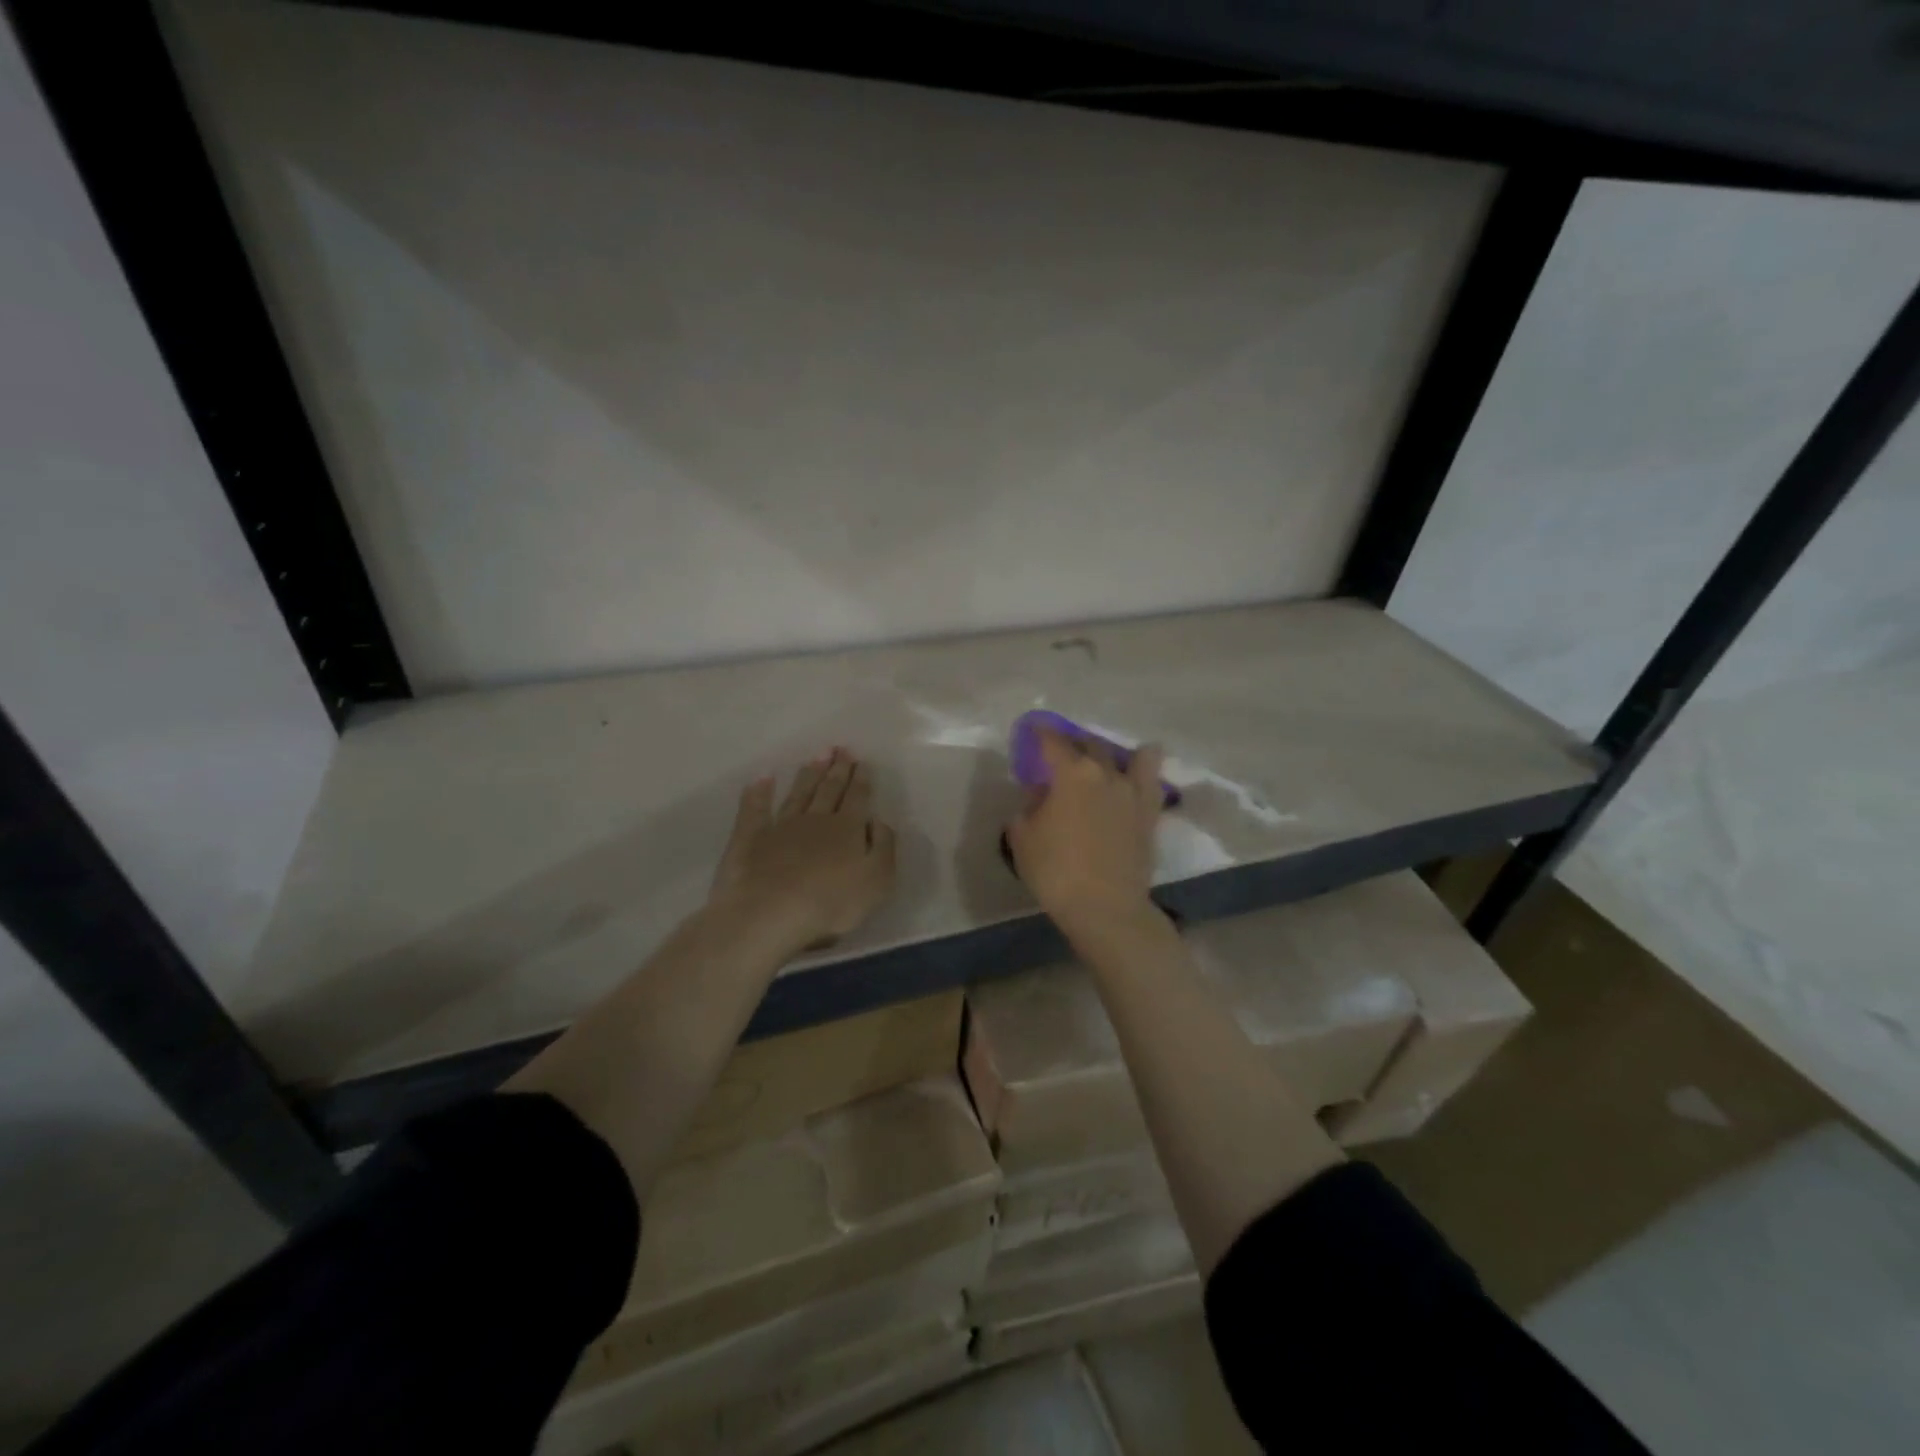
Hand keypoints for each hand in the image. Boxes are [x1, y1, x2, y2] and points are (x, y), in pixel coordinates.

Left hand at [708, 749, 897, 952]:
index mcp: (847, 829)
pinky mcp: (750, 839)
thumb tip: (878, 821)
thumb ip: (883, 847)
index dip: (861, 780)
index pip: (857, 798)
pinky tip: (762, 777)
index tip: (862, 762)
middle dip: (837, 769)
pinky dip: (759, 792)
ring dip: (808, 774)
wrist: (770, 913)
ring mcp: (780, 826)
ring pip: (798, 794)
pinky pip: (755, 808)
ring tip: (816, 756)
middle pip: (829, 790)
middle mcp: (815, 819)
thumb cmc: (831, 903)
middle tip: (841, 749)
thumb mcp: (877, 880)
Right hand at [1006, 728, 1164, 931]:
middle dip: (1072, 743)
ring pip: (1126, 755)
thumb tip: (1041, 792)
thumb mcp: (1023, 837)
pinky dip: (1143, 768)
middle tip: (1060, 752)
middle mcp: (1105, 772)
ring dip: (1108, 753)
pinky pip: (1151, 778)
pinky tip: (1136, 770)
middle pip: (1089, 744)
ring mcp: (1132, 791)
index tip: (1033, 728)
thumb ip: (1029, 806)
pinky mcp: (1150, 812)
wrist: (1105, 907)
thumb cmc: (1055, 871)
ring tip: (1099, 761)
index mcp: (1071, 773)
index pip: (1053, 741)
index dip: (1040, 731)